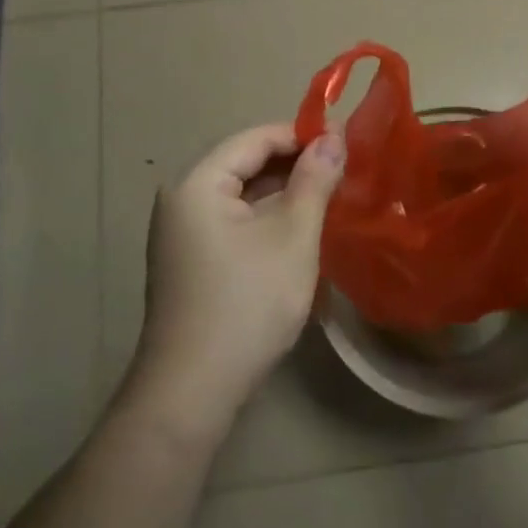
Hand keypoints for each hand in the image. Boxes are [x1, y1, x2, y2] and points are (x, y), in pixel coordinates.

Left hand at [135, 122, 344, 421]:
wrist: (192, 392)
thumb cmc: (247, 304)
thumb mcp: (292, 237)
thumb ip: (315, 181)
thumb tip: (334, 138)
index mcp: (197, 183)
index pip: (254, 138)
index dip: (301, 135)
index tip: (346, 141)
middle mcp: (181, 200)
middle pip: (244, 163)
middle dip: (295, 164)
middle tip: (344, 169)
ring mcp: (181, 234)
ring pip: (241, 195)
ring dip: (283, 192)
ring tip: (330, 196)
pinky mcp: (190, 261)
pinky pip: (233, 221)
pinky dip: (266, 218)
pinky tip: (299, 229)